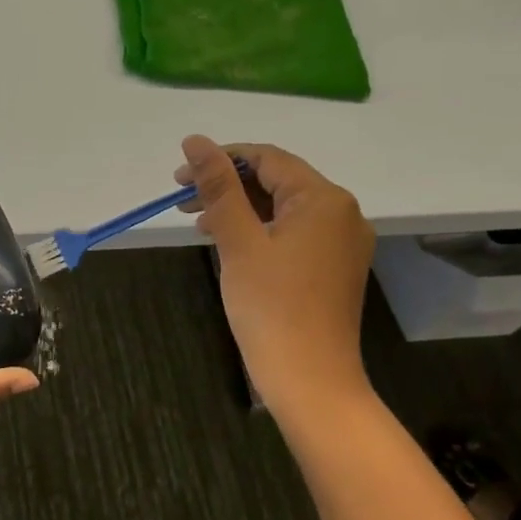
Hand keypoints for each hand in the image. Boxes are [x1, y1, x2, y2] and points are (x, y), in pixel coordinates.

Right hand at [173, 136, 374, 416]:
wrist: (309, 378)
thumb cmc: (271, 306)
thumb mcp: (238, 240)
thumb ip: (218, 186)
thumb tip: (195, 140)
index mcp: (323, 198)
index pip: (267, 158)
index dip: (220, 160)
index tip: (178, 178)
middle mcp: (341, 212)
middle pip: (277, 181)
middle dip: (227, 186)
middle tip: (181, 202)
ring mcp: (341, 242)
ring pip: (282, 207)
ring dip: (239, 208)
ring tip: (199, 223)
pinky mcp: (333, 266)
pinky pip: (292, 232)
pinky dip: (258, 230)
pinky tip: (229, 242)